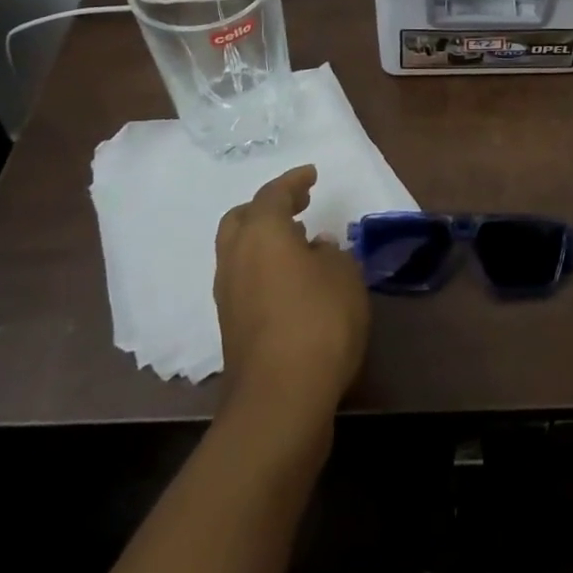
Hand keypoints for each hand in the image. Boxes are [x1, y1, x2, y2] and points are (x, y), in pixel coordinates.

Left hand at [214, 165, 370, 425]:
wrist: (281, 398)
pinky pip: (244, 278)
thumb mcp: (344, 275)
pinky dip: (264, 266)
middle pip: (242, 218)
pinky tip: (293, 278)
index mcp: (262, 233)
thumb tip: (315, 249)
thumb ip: (331, 253)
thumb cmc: (319, 320)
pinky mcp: (231, 326)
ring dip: (264, 238)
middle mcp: (236, 257)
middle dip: (268, 207)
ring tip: (299, 241)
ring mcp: (228, 294)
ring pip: (239, 250)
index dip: (294, 180)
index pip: (273, 194)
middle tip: (297, 205)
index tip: (311, 174)